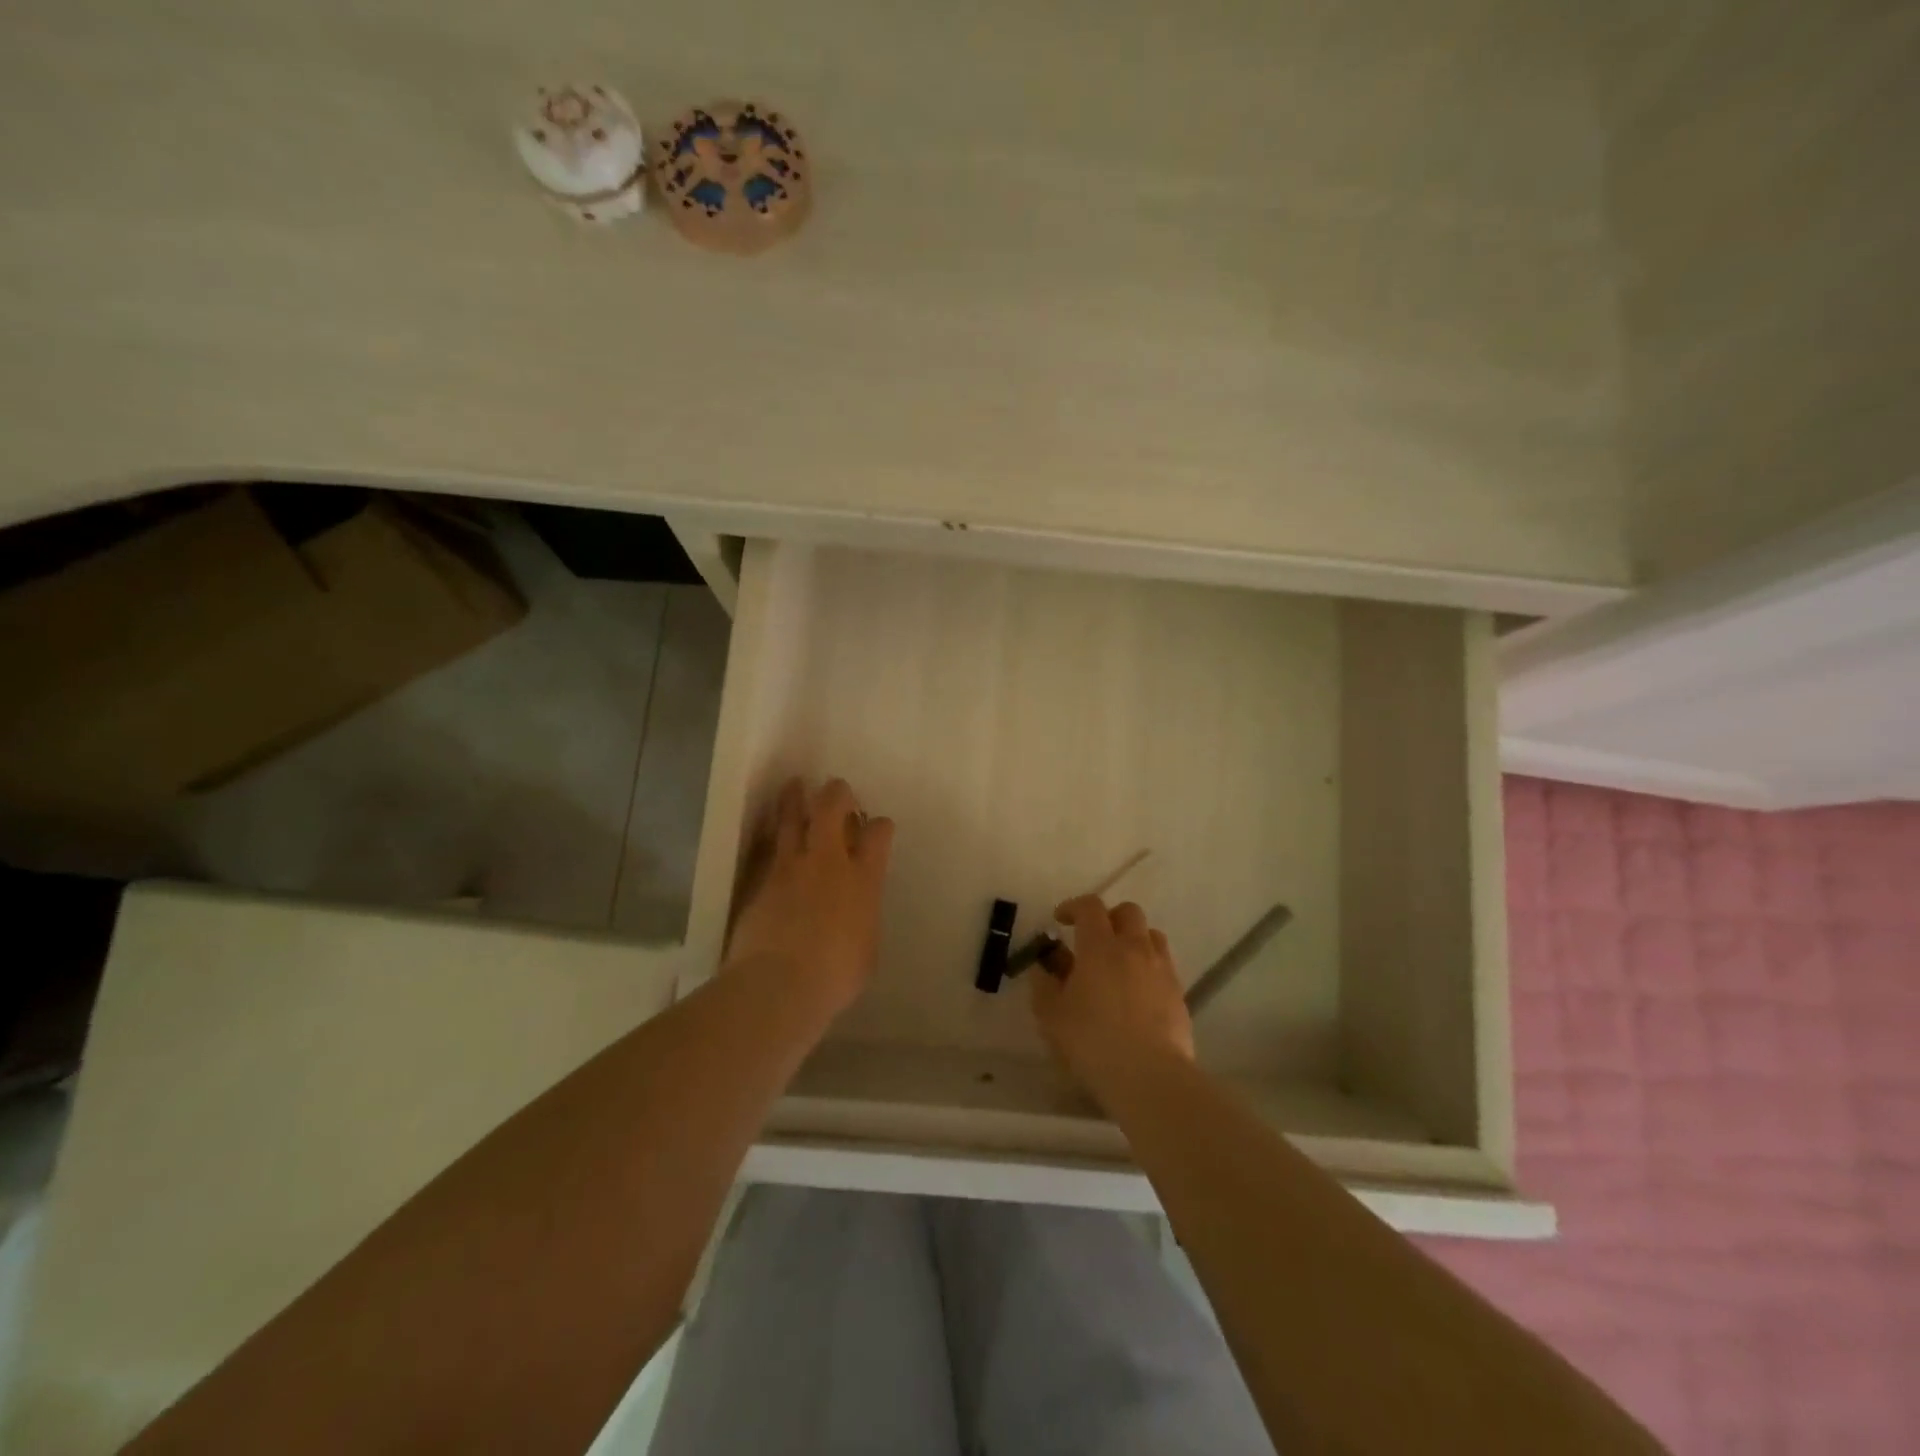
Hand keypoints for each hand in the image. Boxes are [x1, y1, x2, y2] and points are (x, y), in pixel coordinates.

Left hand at [725, 777, 894, 1017]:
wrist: (779, 983)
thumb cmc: (835, 975)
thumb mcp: (867, 948)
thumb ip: (863, 918)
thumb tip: (857, 912)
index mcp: (864, 879)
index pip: (877, 834)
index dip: (880, 826)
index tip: (878, 827)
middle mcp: (828, 861)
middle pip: (832, 808)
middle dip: (837, 793)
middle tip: (837, 789)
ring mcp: (790, 866)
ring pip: (792, 817)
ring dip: (795, 798)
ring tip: (795, 785)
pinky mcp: (760, 878)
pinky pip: (768, 846)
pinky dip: (773, 834)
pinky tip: (771, 830)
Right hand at [1030, 895, 1194, 1105]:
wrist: (1150, 1077)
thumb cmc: (1093, 1042)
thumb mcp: (1051, 1016)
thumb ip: (1043, 986)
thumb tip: (1044, 969)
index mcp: (1100, 946)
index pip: (1090, 907)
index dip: (1073, 906)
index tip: (1060, 920)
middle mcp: (1134, 948)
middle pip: (1128, 912)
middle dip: (1108, 917)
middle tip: (1092, 938)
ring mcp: (1161, 969)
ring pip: (1151, 935)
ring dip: (1133, 939)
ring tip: (1118, 962)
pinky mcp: (1178, 992)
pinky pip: (1163, 964)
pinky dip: (1148, 966)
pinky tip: (1136, 992)